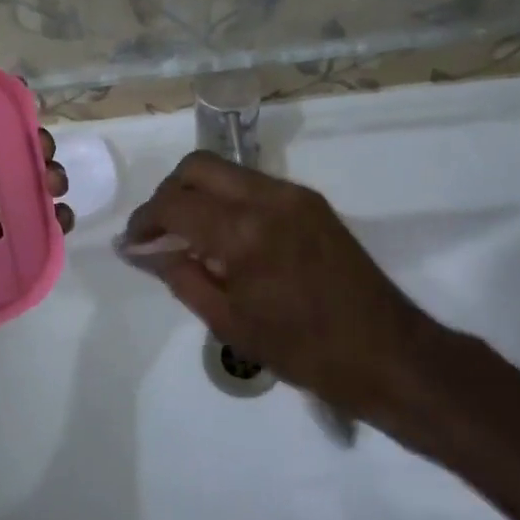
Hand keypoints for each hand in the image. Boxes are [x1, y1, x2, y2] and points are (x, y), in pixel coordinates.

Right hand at [122, 151, 450, 431]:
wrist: (387, 354)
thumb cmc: (302, 351)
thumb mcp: (228, 322)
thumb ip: (180, 276)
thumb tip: (141, 250)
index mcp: (243, 232)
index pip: (174, 204)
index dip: (144, 221)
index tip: (133, 244)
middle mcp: (267, 198)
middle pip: (197, 166)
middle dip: (168, 193)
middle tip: (158, 232)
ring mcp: (294, 195)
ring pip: (226, 170)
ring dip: (198, 193)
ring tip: (189, 236)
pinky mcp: (311, 202)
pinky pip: (253, 185)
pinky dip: (227, 199)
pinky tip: (226, 237)